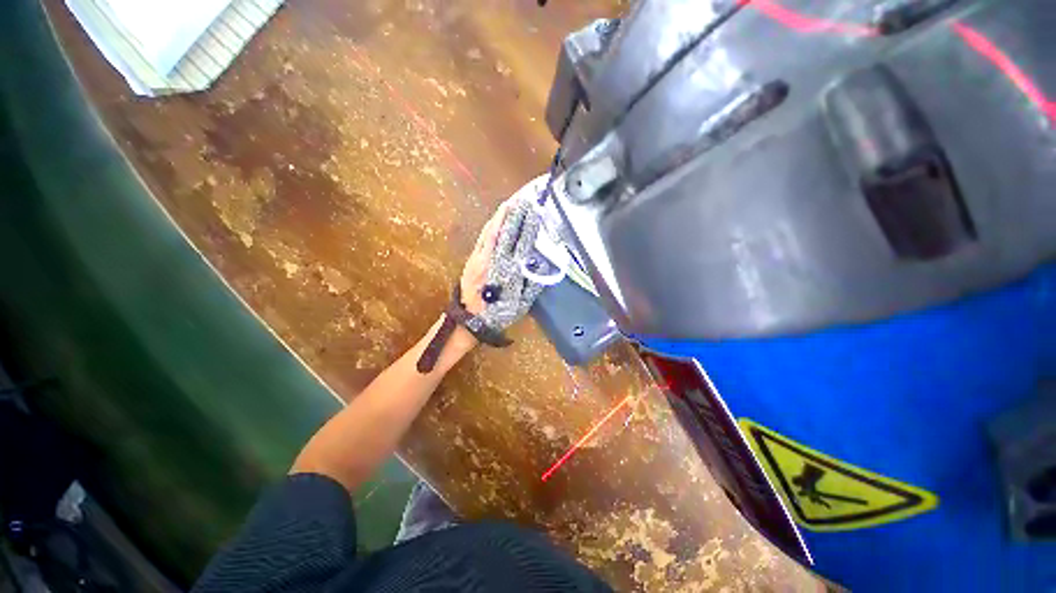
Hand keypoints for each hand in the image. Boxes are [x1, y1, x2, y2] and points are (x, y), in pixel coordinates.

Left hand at [458, 187, 544, 332]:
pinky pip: (483, 237)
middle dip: (516, 214)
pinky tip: (496, 218)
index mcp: (509, 272)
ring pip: (492, 231)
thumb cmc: (498, 314)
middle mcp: (494, 261)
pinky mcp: (472, 258)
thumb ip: (533, 284)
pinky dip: (491, 225)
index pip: (522, 243)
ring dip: (502, 215)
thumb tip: (543, 264)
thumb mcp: (521, 304)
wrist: (469, 320)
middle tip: (524, 199)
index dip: (529, 226)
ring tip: (511, 202)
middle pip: (506, 232)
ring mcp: (480, 257)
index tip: (536, 211)